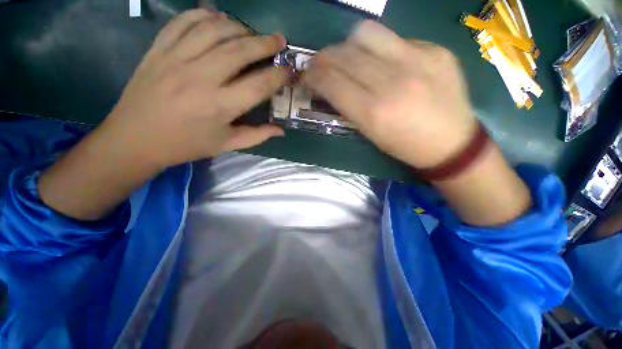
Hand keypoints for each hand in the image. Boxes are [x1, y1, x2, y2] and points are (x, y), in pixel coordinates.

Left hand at [38, 9, 289, 220]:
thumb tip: (281, 130)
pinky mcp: (158, 50)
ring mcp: (176, 59)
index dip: (278, 76)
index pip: (258, 85)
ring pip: (214, 30)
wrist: (135, 139)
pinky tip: (217, 18)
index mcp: (220, 106)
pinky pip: (183, 22)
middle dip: (265, 43)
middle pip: (240, 51)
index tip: (289, 70)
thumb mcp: (226, 145)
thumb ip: (257, 135)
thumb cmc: (186, 145)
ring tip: (251, 33)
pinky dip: (203, 15)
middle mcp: (201, 78)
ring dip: (239, 27)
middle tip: (279, 40)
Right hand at [303, 20, 476, 168]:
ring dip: (348, 44)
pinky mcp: (435, 50)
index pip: (332, 83)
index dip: (313, 75)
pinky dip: (380, 48)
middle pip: (345, 55)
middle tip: (320, 63)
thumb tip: (330, 84)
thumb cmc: (404, 146)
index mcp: (373, 113)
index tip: (307, 75)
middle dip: (324, 57)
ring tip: (349, 56)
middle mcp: (392, 83)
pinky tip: (383, 61)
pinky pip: (395, 38)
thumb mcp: (370, 134)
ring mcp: (417, 61)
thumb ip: (348, 107)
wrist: (451, 143)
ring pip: (367, 33)